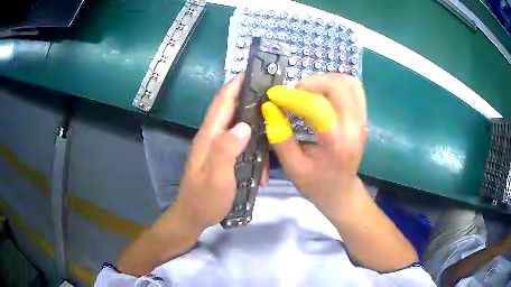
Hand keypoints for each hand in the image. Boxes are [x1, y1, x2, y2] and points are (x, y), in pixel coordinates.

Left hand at [172, 75, 267, 229]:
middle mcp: (213, 136)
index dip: (236, 85)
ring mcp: (218, 146)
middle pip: (232, 109)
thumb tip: (244, 125)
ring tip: (275, 130)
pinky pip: (241, 143)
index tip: (253, 73)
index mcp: (209, 135)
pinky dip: (254, 147)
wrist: (194, 216)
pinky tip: (264, 162)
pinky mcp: (223, 156)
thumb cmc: (204, 198)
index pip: (222, 101)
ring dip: (256, 127)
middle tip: (275, 98)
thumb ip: (226, 149)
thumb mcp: (216, 176)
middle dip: (251, 99)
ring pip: (239, 127)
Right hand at [262, 74, 366, 221]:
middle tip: (292, 94)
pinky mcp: (363, 116)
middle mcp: (354, 126)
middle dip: (309, 84)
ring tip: (307, 91)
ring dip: (324, 80)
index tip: (273, 95)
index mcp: (336, 143)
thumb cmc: (316, 184)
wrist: (342, 191)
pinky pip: (353, 87)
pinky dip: (336, 82)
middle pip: (336, 87)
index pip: (316, 106)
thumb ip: (279, 137)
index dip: (291, 96)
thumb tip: (269, 107)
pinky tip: (322, 92)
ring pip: (347, 82)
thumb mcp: (292, 167)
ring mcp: (362, 119)